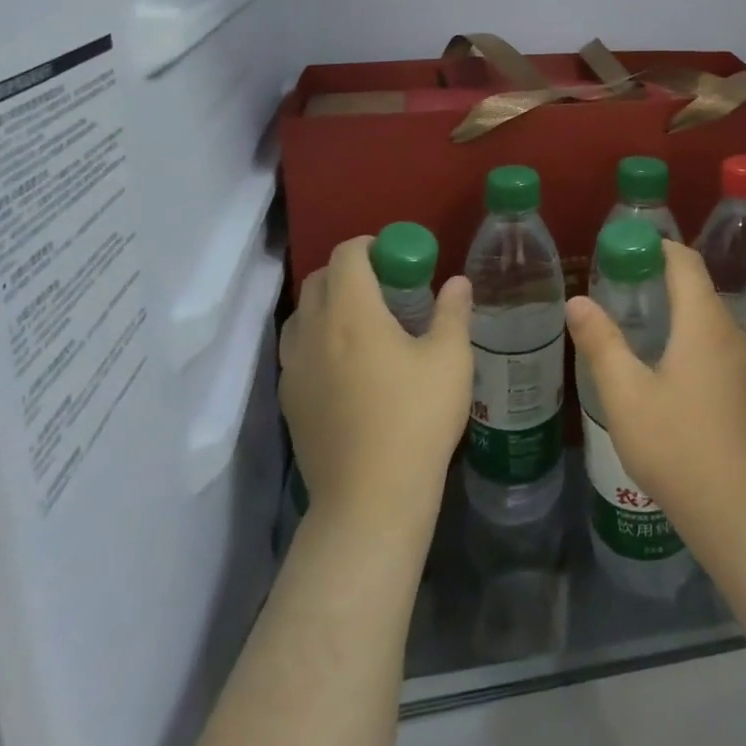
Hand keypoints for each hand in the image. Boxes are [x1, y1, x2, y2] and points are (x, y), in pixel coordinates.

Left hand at [280, 238, 472, 536]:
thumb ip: (453, 312)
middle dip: (349, 272)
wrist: (370, 499)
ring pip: (303, 316)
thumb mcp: (450, 359)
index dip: (369, 246)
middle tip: (385, 290)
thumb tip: (457, 282)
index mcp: (351, 312)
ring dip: (329, 306)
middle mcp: (313, 331)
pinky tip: (348, 368)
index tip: (395, 259)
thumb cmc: (416, 419)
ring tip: (363, 327)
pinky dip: (318, 341)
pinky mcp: (288, 401)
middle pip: (320, 280)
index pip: (347, 254)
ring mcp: (294, 368)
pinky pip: (297, 352)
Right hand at [566, 241, 745, 556]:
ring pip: (706, 319)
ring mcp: (744, 364)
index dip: (656, 246)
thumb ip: (601, 343)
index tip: (623, 248)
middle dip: (659, 277)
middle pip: (697, 287)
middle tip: (617, 285)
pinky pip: (714, 344)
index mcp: (704, 322)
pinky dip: (687, 337)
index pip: (685, 260)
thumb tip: (577, 300)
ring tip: (634, 322)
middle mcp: (730, 333)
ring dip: (674, 309)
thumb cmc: (681, 447)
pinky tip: (663, 366)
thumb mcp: (627, 395)